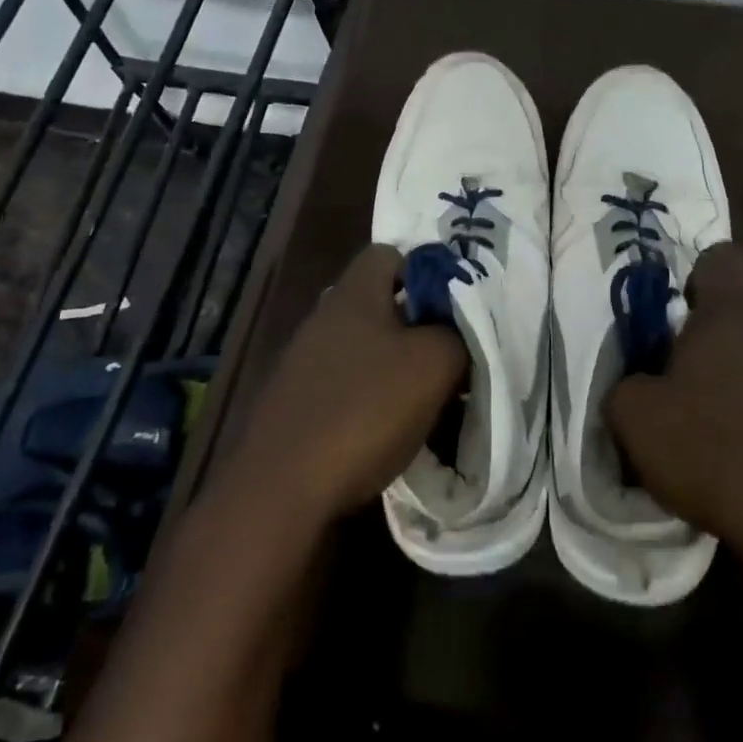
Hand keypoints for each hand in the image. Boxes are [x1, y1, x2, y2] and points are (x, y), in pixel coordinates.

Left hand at [232, 244, 466, 521]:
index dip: (427, 271)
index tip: (456, 307)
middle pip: (381, 303)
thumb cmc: (365, 409)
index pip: (391, 254)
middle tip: (451, 354)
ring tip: (429, 396)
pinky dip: (372, 396)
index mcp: (354, 293)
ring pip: (366, 347)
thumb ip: (458, 333)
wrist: (282, 487)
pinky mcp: (297, 401)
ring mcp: (304, 360)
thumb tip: (460, 330)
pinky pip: (347, 383)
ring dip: (398, 366)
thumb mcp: (434, 364)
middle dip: (419, 325)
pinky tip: (391, 427)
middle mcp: (324, 316)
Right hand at [605, 243, 742, 563]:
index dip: (698, 280)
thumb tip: (637, 384)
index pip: (719, 260)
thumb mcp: (638, 422)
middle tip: (701, 392)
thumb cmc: (716, 450)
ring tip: (741, 435)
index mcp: (729, 316)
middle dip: (725, 346)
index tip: (684, 317)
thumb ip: (626, 388)